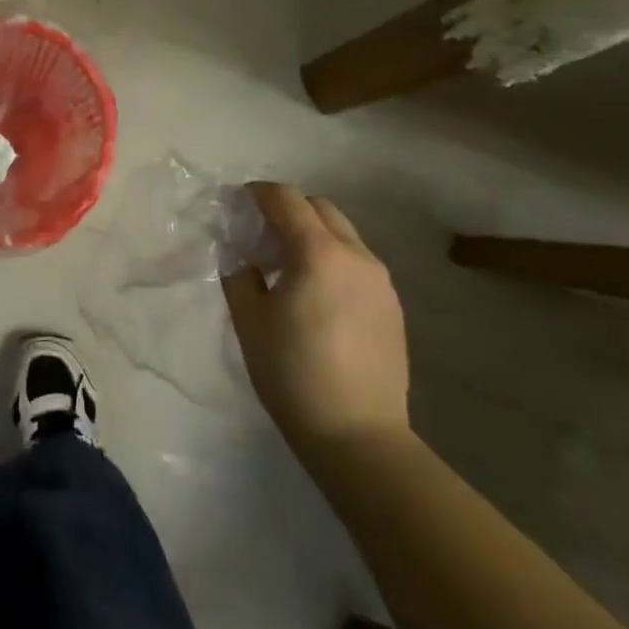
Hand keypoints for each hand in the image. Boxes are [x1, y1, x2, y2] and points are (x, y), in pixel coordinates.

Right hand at [222, 184, 408, 452]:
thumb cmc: (292, 372)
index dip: (257, 193)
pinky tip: (316, 295)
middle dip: (287, 210)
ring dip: (312, 234)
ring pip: (342, 234)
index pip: (285, 199)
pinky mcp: (392, 306)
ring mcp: (380, 281)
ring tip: (287, 267)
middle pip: (319, 208)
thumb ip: (240, 275)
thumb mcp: (249, 320)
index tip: (236, 204)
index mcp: (316, 252)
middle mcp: (355, 255)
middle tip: (260, 235)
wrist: (358, 435)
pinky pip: (357, 263)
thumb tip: (244, 258)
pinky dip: (332, 259)